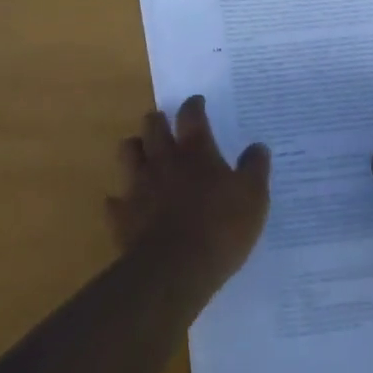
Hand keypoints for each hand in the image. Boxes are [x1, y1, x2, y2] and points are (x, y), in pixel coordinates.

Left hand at [108, 96, 270, 286]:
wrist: (175, 270)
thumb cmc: (220, 228)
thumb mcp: (253, 198)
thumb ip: (255, 168)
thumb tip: (258, 146)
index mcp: (195, 151)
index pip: (192, 115)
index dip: (194, 105)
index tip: (197, 103)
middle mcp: (163, 159)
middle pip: (153, 126)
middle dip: (158, 120)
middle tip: (165, 123)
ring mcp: (139, 185)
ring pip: (128, 151)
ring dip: (136, 149)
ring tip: (143, 153)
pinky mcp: (122, 214)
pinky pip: (115, 201)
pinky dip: (120, 200)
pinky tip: (127, 204)